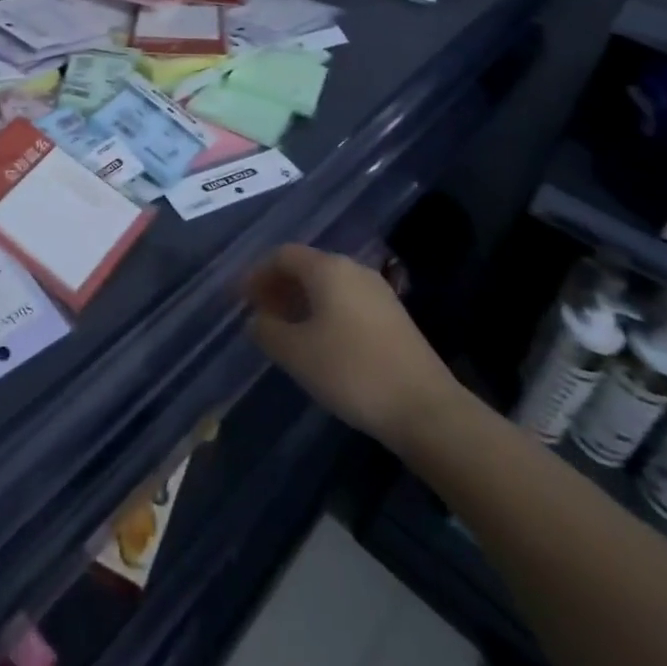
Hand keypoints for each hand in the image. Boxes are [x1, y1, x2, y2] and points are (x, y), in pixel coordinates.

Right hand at [242, 244, 465, 449]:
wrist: (426, 410)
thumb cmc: (351, 371)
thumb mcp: (296, 353)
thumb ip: (267, 330)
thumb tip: (256, 319)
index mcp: (328, 268)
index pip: (282, 255)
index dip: (257, 273)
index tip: (240, 299)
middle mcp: (353, 269)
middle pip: (306, 266)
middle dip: (278, 287)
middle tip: (259, 315)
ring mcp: (378, 292)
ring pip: (328, 285)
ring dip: (301, 301)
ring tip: (285, 331)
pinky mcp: (394, 317)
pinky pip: (347, 302)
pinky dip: (324, 312)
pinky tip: (319, 343)